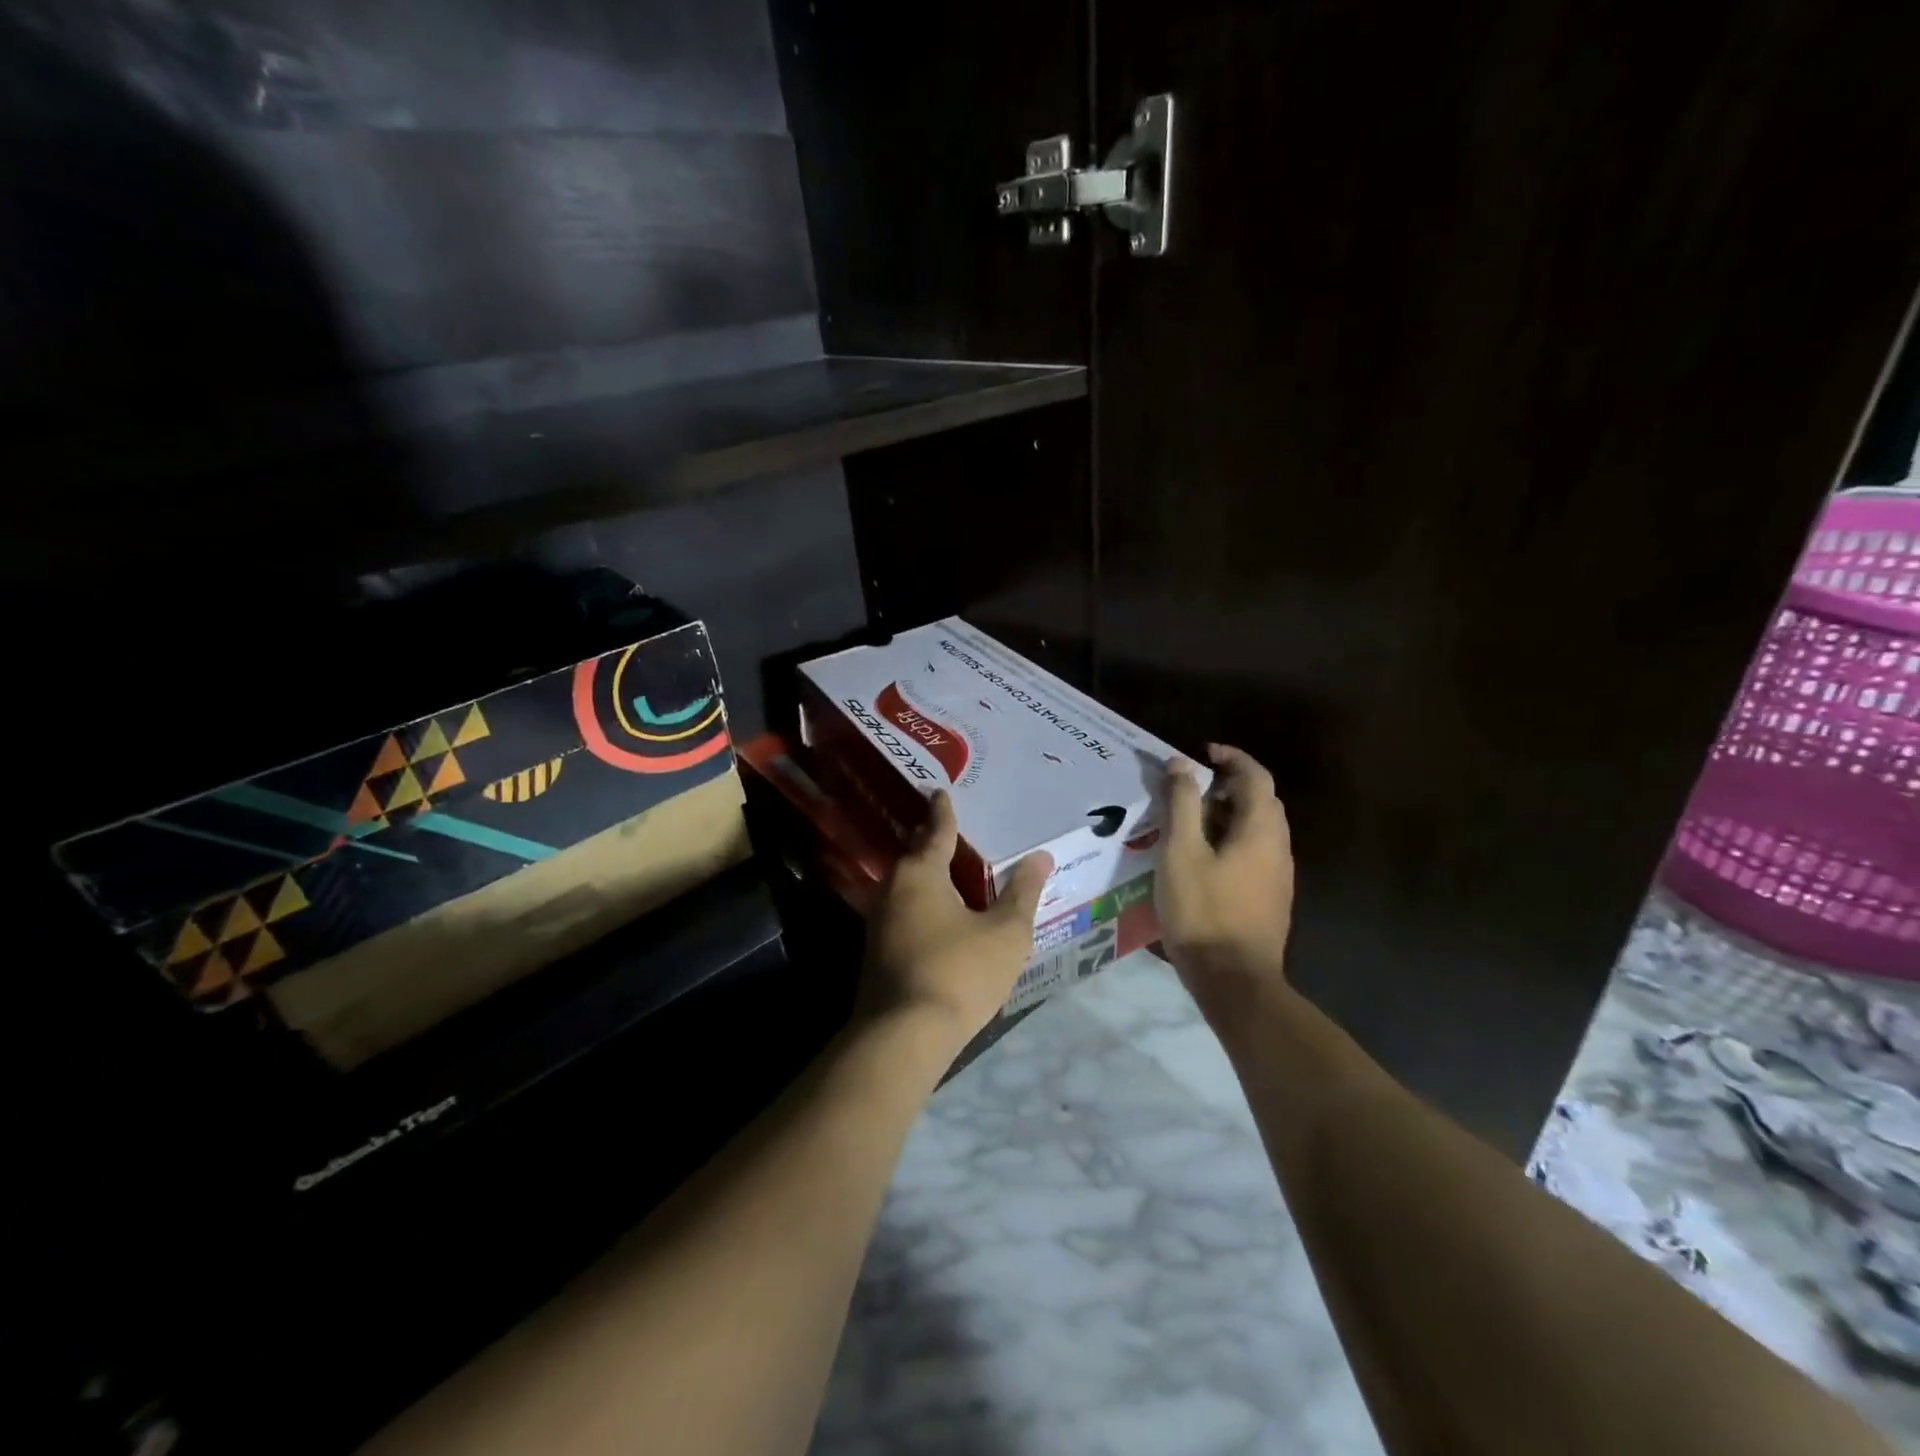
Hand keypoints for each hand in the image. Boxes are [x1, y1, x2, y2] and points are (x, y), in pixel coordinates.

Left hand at [860, 790, 1052, 1054]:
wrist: (904, 1036)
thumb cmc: (960, 971)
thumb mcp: (1005, 932)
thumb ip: (1022, 892)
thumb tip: (1040, 856)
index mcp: (921, 873)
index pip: (936, 829)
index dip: (943, 811)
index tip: (941, 792)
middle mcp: (893, 888)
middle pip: (916, 856)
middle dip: (933, 842)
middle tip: (957, 832)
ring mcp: (879, 922)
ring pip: (908, 887)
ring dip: (929, 877)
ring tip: (955, 873)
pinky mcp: (877, 952)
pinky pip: (904, 912)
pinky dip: (924, 905)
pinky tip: (941, 918)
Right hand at [1157, 744, 1295, 1006]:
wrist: (1233, 979)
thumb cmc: (1203, 909)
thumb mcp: (1181, 851)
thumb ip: (1183, 804)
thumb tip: (1182, 764)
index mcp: (1261, 830)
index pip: (1255, 777)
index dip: (1232, 758)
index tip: (1204, 752)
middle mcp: (1278, 847)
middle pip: (1261, 801)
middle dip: (1230, 785)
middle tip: (1193, 786)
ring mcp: (1278, 875)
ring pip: (1258, 829)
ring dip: (1229, 813)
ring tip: (1192, 820)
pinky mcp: (1270, 898)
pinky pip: (1255, 852)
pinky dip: (1232, 838)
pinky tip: (1203, 857)